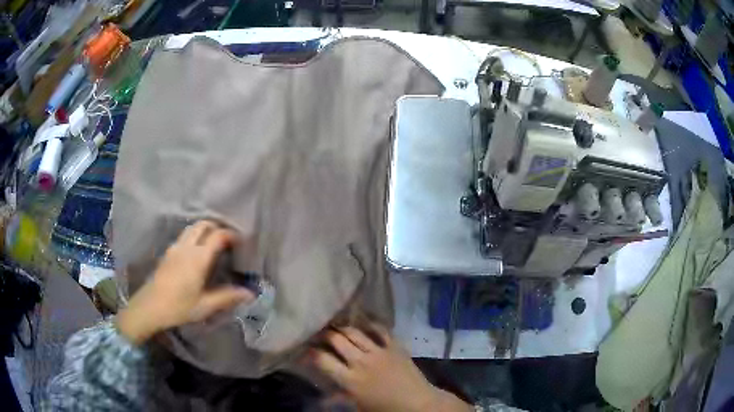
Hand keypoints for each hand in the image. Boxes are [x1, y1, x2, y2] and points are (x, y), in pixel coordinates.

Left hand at [116, 221, 254, 344]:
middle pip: (203, 225)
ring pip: (191, 228)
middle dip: (216, 227)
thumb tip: (250, 293)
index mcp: (198, 258)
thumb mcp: (205, 306)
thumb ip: (227, 297)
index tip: (241, 242)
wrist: (150, 307)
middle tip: (227, 240)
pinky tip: (196, 252)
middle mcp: (186, 247)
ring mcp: (175, 248)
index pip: (217, 236)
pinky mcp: (167, 253)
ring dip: (204, 230)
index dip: (230, 235)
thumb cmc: (179, 307)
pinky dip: (194, 236)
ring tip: (212, 243)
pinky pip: (184, 236)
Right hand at [311, 324, 471, 411]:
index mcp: (350, 380)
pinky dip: (370, 324)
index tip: (304, 350)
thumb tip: (321, 398)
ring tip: (335, 326)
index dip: (310, 353)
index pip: (322, 360)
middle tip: (318, 333)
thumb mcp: (359, 407)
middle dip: (324, 334)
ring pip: (355, 332)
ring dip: (342, 328)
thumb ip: (339, 398)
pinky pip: (380, 329)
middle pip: (336, 340)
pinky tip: (363, 321)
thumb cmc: (386, 409)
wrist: (418, 404)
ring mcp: (379, 351)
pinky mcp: (395, 346)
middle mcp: (361, 362)